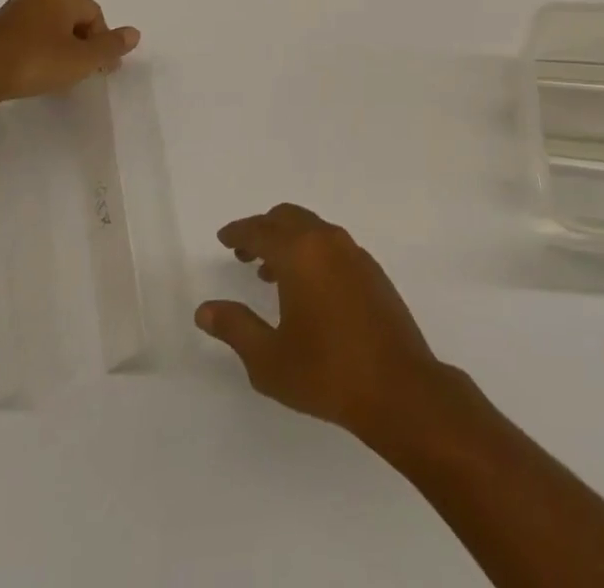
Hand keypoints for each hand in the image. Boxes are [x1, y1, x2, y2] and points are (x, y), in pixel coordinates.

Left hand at [0, 0, 138, 115]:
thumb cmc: (34, 62)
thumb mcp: (81, 60)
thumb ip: (110, 47)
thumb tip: (135, 33)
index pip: (95, 13)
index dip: (103, 41)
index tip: (102, 69)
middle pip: (72, 19)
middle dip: (82, 45)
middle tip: (83, 73)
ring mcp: (11, 12)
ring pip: (48, 29)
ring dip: (58, 50)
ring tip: (57, 77)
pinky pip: (25, 39)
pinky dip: (35, 54)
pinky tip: (31, 75)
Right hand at [196, 204, 457, 447]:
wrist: (397, 386)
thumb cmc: (326, 372)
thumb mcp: (269, 359)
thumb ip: (235, 328)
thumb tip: (205, 310)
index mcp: (300, 254)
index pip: (261, 230)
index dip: (238, 232)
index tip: (223, 237)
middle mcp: (327, 241)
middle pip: (288, 217)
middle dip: (263, 229)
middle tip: (242, 251)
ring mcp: (354, 253)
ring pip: (312, 228)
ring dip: (288, 240)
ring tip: (268, 273)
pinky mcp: (371, 269)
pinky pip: (332, 244)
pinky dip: (311, 251)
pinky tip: (306, 287)